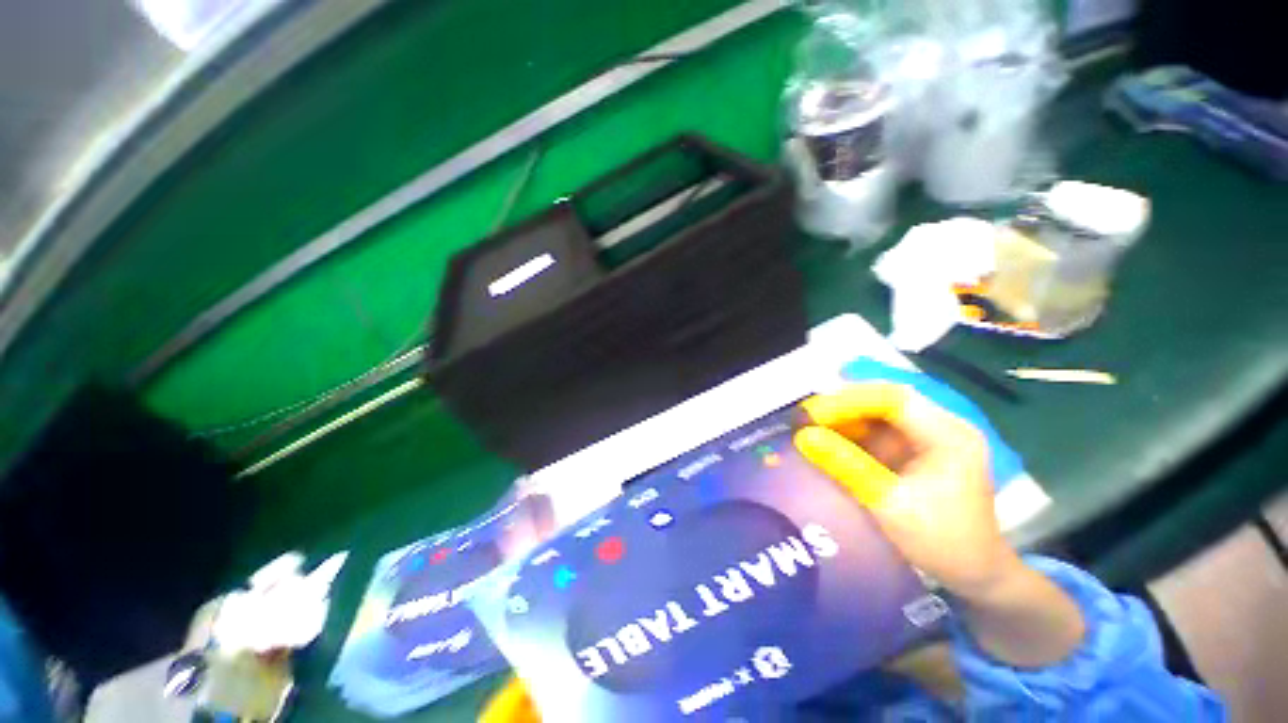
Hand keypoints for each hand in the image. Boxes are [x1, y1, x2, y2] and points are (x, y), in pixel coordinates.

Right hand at [794, 382, 1022, 597]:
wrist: (976, 575)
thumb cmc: (942, 543)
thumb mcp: (890, 505)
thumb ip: (847, 467)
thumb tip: (803, 437)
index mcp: (948, 436)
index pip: (893, 398)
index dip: (848, 400)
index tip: (812, 413)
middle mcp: (940, 426)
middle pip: (883, 401)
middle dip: (841, 406)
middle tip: (804, 417)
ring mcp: (927, 436)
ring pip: (876, 413)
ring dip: (842, 419)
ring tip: (808, 427)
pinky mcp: (915, 449)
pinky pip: (876, 431)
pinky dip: (850, 433)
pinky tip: (827, 440)